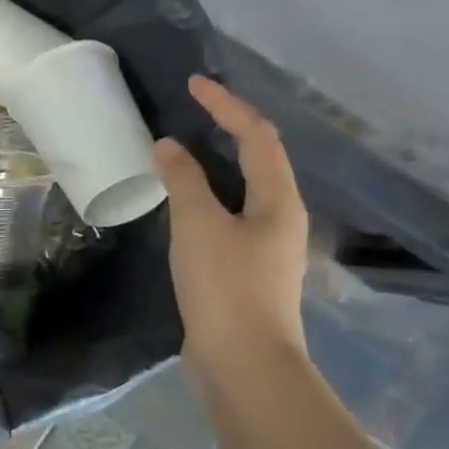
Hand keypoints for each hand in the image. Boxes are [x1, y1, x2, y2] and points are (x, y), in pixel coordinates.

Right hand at [153, 75, 309, 374]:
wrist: (244, 363)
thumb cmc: (226, 286)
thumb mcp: (199, 225)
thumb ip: (183, 180)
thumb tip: (168, 146)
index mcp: (278, 201)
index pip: (257, 136)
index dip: (227, 105)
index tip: (194, 84)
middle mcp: (280, 218)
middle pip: (258, 159)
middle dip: (228, 127)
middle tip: (192, 108)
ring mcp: (265, 246)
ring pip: (242, 189)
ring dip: (215, 162)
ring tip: (182, 148)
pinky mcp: (245, 269)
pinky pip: (226, 215)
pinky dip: (205, 195)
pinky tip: (182, 202)